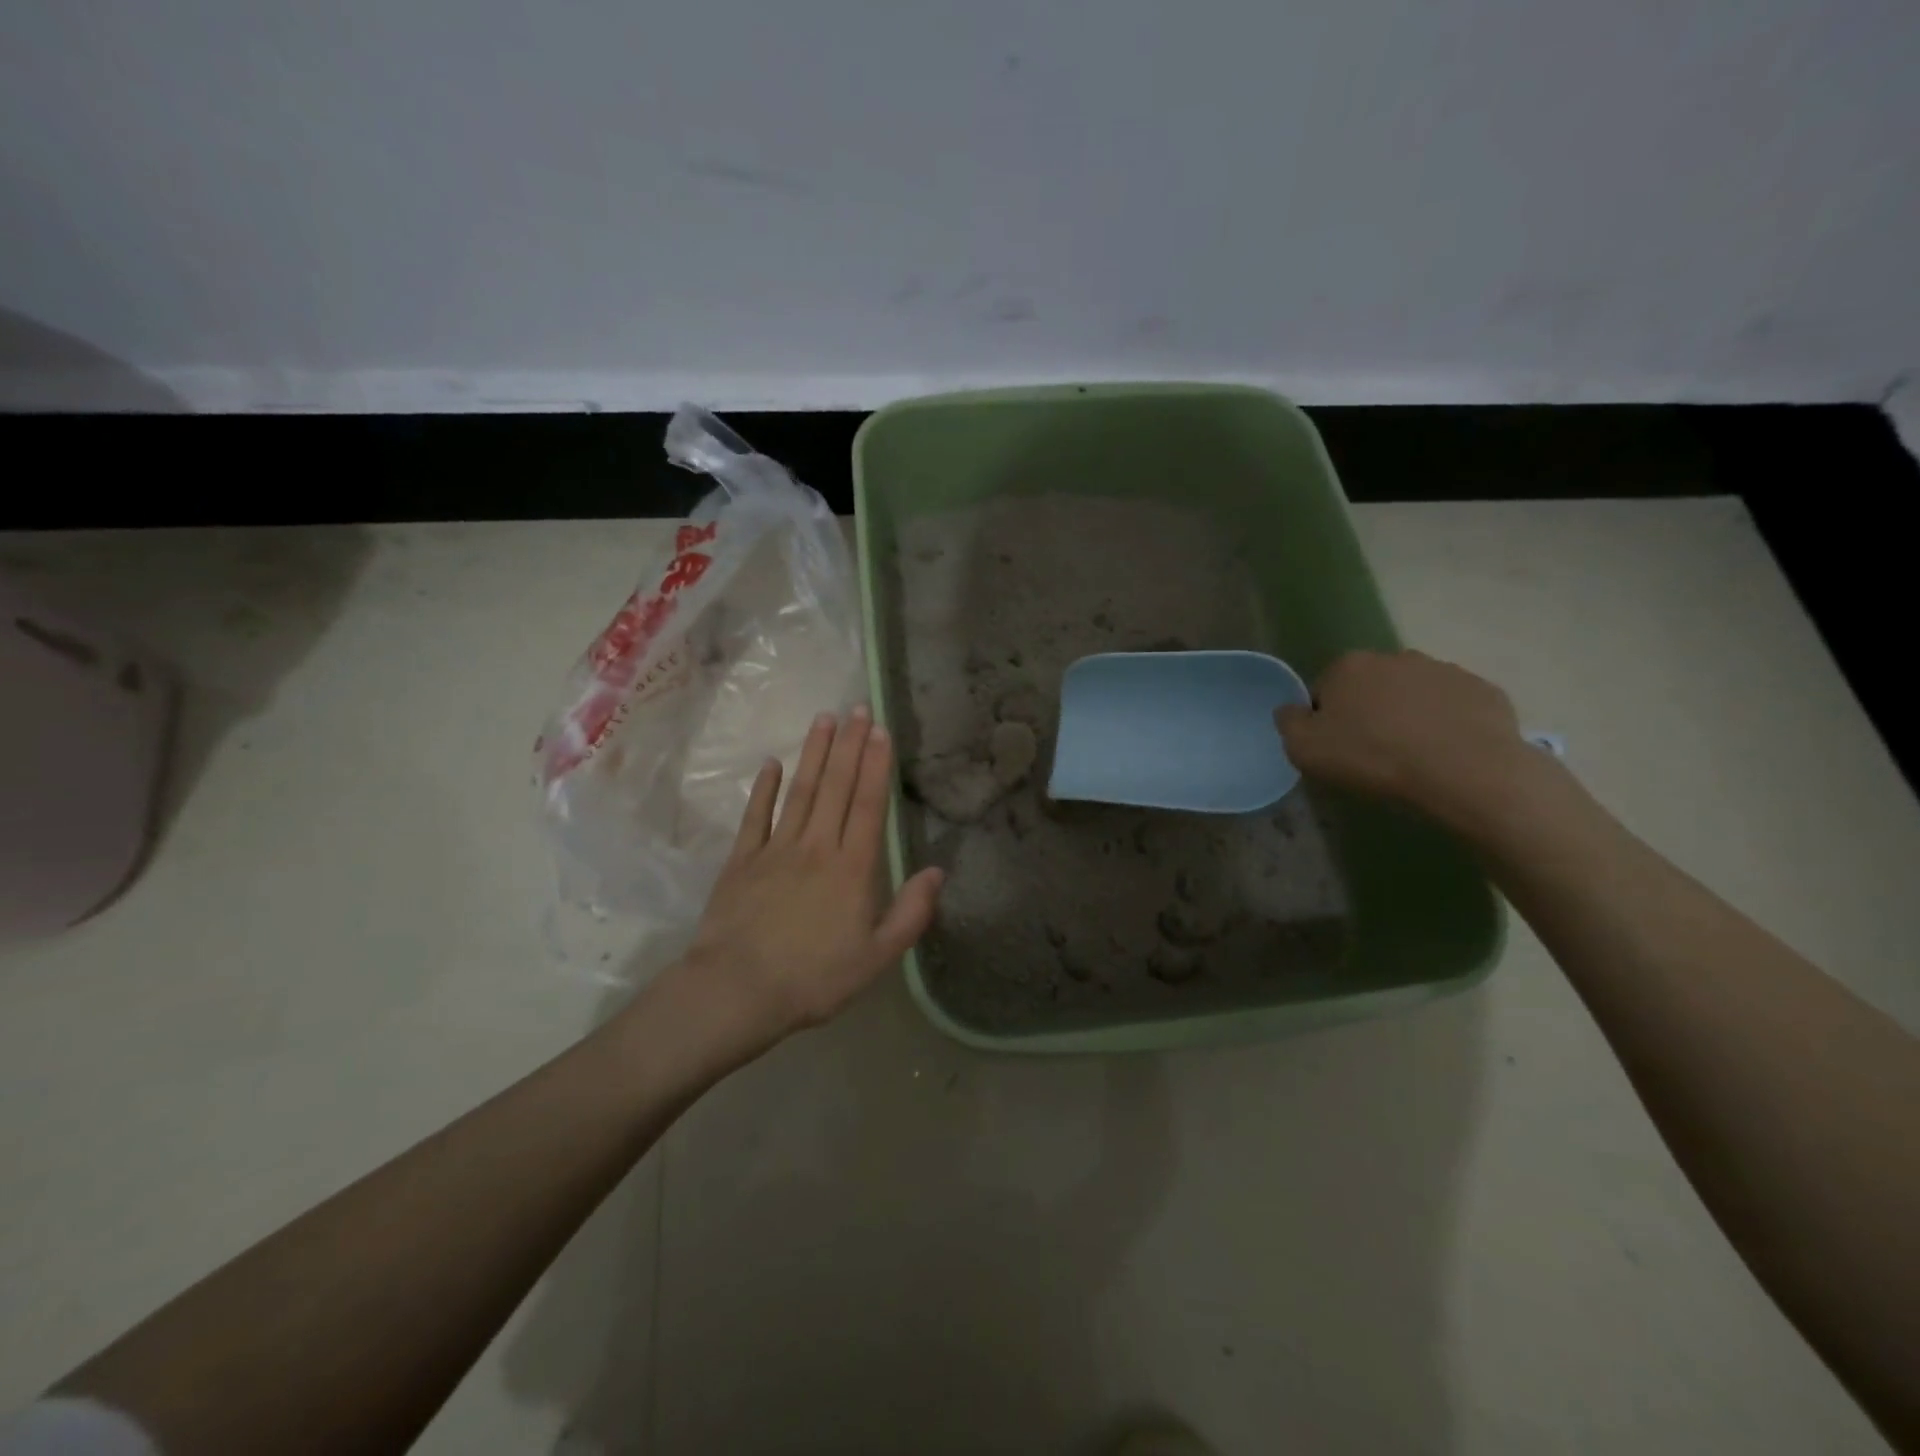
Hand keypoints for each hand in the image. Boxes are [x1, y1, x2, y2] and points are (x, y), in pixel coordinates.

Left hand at [668, 707, 943, 1054]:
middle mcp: (817, 846)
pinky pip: (755, 816)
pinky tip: (772, 763)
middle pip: (837, 787)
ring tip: (824, 719)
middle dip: (850, 744)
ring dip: (815, 753)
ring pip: (801, 791)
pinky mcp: (742, 860)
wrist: (737, 991)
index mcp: (853, 868)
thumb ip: (910, 913)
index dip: (877, 765)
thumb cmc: (814, 979)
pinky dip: (764, 788)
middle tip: (857, 707)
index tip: (881, 730)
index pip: (869, 805)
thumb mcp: (876, 957)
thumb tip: (937, 872)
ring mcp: (776, 849)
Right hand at [1275, 650, 1536, 824]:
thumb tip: (1291, 709)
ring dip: (1409, 715)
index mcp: (1349, 666)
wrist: (1464, 772)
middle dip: (1369, 711)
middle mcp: (1395, 657)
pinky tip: (1447, 753)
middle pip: (1370, 686)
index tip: (1336, 747)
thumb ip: (1289, 722)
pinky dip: (1447, 724)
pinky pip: (1454, 707)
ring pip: (1414, 694)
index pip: (1324, 689)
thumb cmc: (1373, 758)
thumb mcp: (1305, 749)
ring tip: (1413, 755)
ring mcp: (1444, 670)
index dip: (1326, 719)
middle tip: (1373, 752)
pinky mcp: (1483, 690)